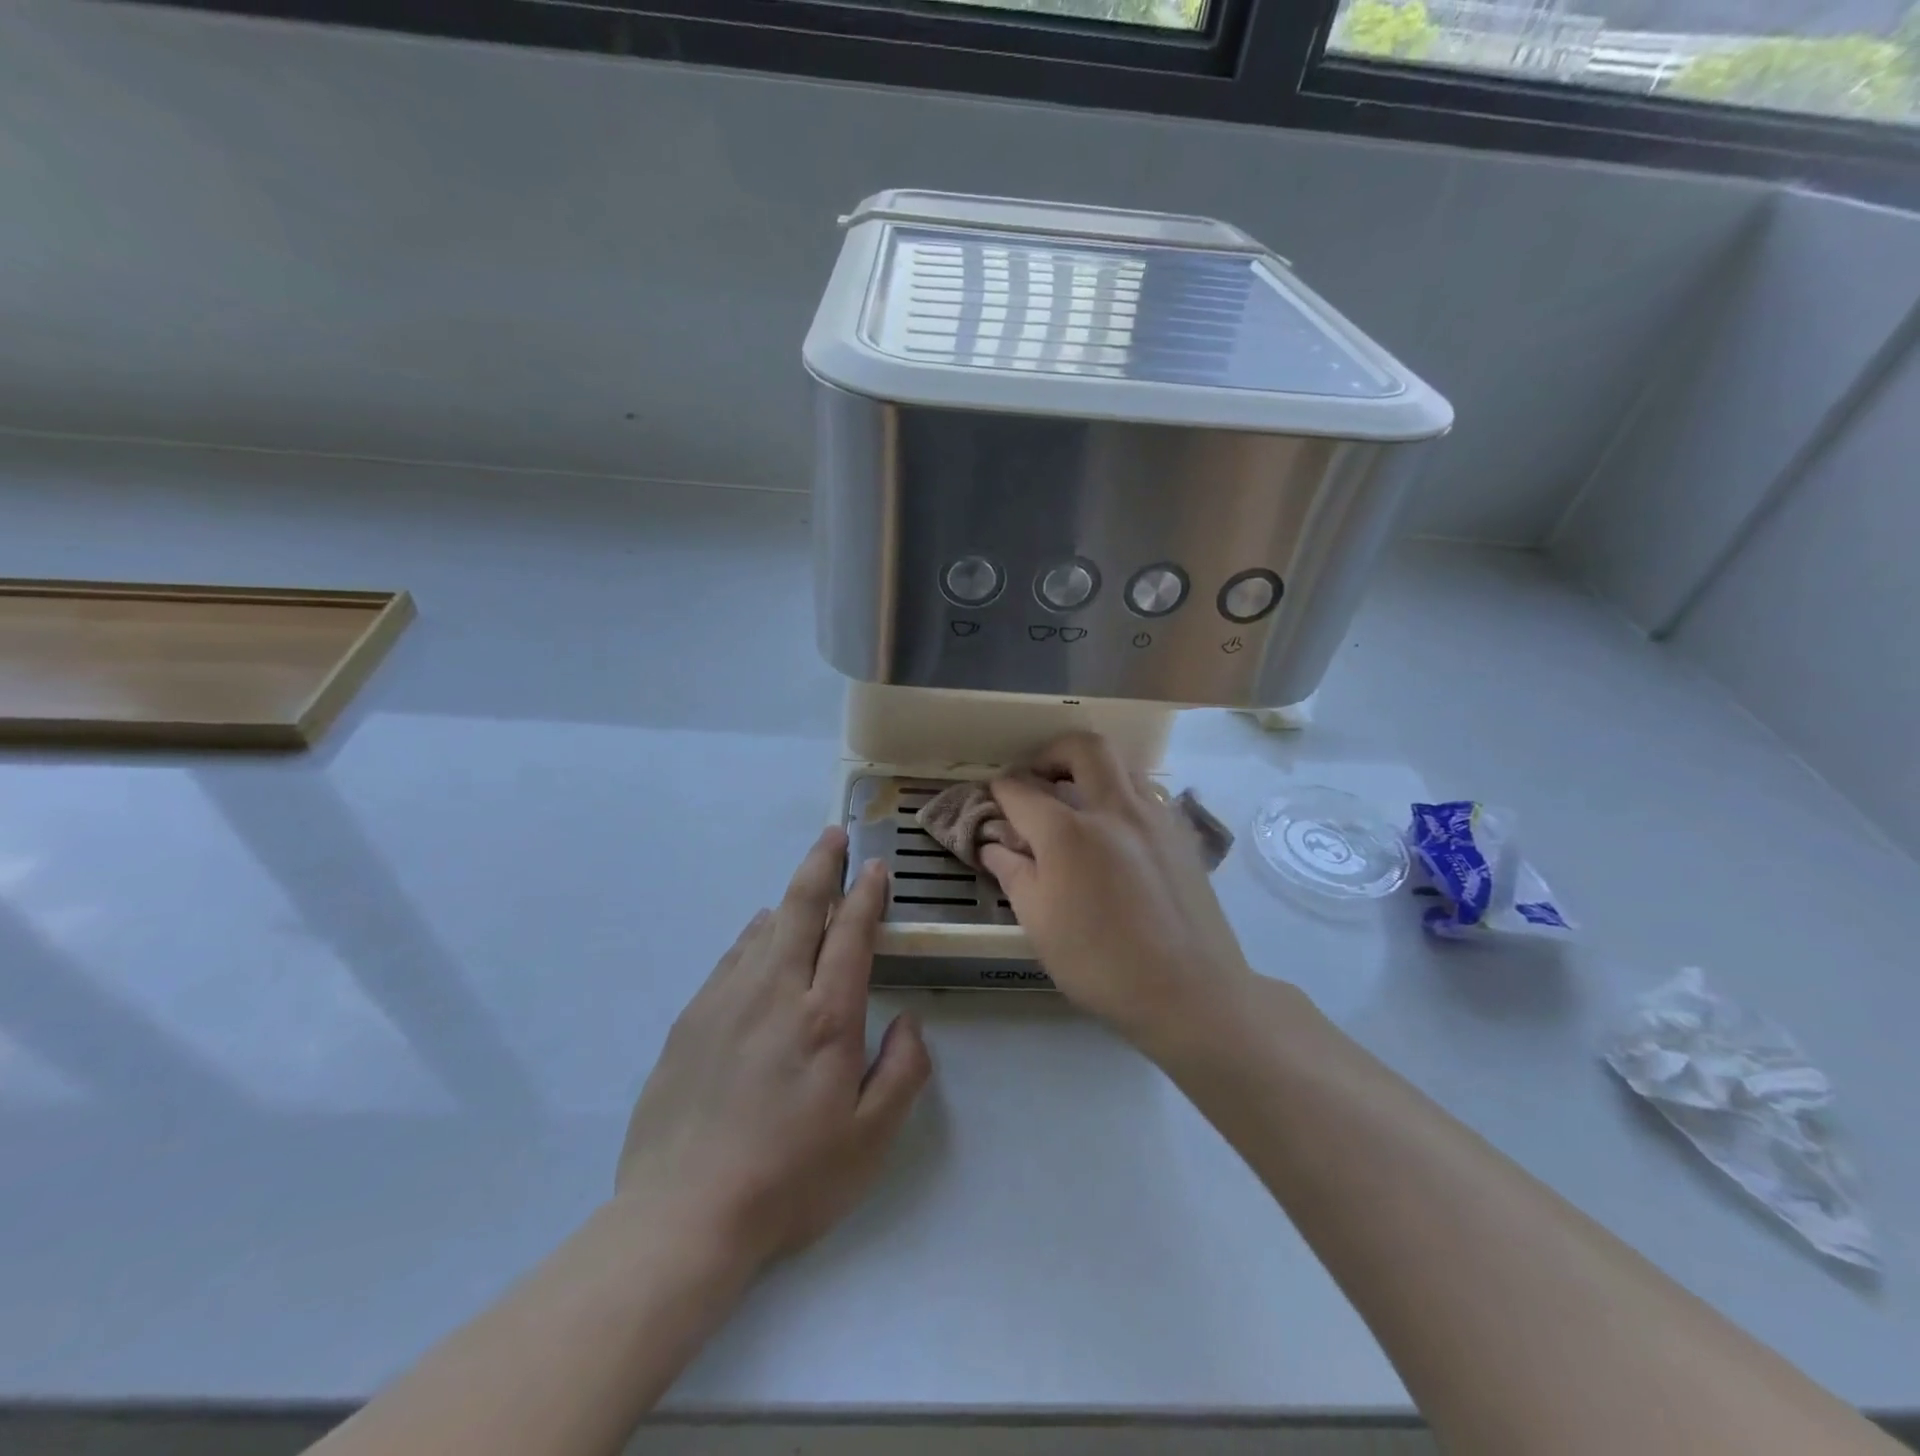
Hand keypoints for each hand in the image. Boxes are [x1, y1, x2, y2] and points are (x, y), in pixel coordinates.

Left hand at [612, 828, 931, 1273]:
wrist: (682, 1215)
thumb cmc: (790, 1180)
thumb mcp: (870, 1139)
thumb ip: (903, 1070)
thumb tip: (909, 1021)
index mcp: (826, 1015)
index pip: (851, 932)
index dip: (865, 894)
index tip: (874, 867)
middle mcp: (775, 991)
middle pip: (799, 908)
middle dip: (820, 865)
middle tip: (831, 836)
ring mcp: (726, 1001)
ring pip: (762, 929)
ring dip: (787, 902)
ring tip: (802, 892)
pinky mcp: (691, 1020)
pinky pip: (730, 959)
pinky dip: (752, 938)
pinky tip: (756, 942)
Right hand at [980, 733, 1257, 1057]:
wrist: (1190, 991)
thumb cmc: (1101, 964)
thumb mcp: (1039, 924)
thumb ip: (1013, 872)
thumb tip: (994, 844)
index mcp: (1069, 832)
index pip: (1022, 791)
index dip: (1000, 790)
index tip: (993, 799)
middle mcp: (1114, 809)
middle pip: (1082, 747)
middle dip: (1051, 752)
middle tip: (1037, 777)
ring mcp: (1155, 817)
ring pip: (1121, 765)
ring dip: (1090, 770)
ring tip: (1075, 802)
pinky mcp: (1181, 834)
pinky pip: (1145, 794)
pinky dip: (1120, 795)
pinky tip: (1113, 833)